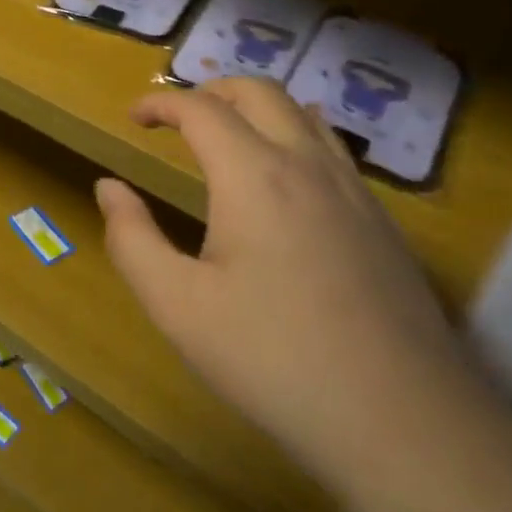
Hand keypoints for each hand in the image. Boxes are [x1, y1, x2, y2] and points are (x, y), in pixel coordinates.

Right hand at [96, 77, 475, 489]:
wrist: (402, 421)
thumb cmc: (273, 359)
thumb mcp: (178, 306)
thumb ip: (133, 239)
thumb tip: (109, 188)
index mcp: (253, 175)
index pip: (201, 109)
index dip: (161, 104)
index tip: (134, 118)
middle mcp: (307, 164)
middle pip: (258, 92)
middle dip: (211, 90)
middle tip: (178, 118)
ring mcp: (354, 190)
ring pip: (303, 113)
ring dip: (256, 108)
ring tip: (229, 135)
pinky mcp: (382, 221)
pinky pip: (333, 149)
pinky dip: (296, 134)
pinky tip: (288, 177)